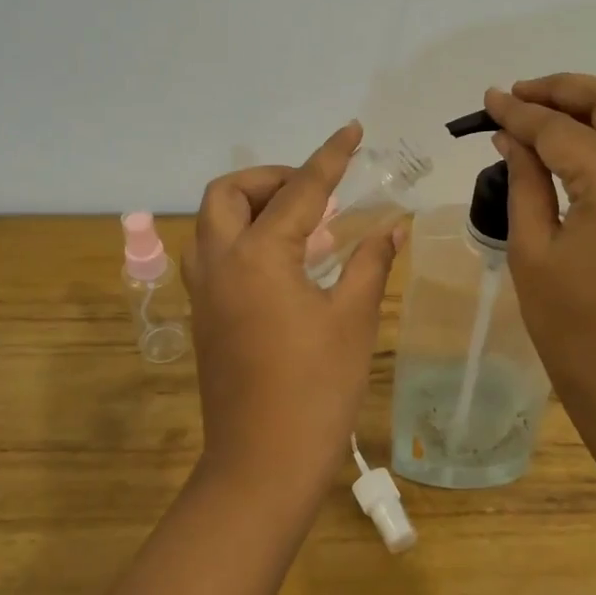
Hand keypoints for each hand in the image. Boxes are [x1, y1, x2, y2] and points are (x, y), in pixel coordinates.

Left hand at [183, 123, 403, 507]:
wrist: (262, 464)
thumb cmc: (316, 390)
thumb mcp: (352, 320)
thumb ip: (368, 264)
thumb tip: (391, 228)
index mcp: (258, 256)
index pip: (299, 190)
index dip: (329, 156)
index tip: (351, 130)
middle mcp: (220, 263)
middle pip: (228, 194)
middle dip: (270, 178)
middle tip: (313, 193)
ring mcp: (205, 292)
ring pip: (214, 224)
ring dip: (252, 209)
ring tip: (305, 226)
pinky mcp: (205, 317)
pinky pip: (215, 256)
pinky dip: (245, 241)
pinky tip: (288, 265)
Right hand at [485, 75, 595, 473]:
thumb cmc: (575, 330)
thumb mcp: (534, 252)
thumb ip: (526, 183)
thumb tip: (512, 138)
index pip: (562, 129)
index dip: (521, 111)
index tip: (488, 99)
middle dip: (564, 90)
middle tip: (518, 95)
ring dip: (589, 109)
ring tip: (539, 115)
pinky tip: (571, 150)